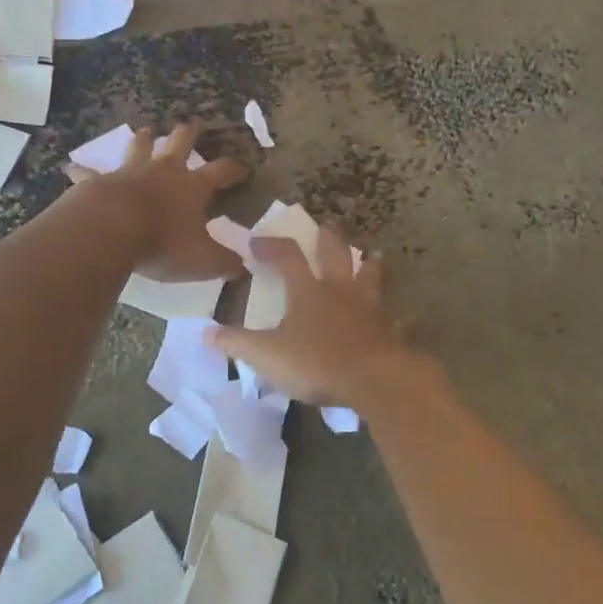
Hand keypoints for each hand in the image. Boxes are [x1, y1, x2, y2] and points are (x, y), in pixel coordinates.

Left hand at [68, 121, 247, 281]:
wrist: (112, 230)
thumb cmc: (163, 243)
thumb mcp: (203, 260)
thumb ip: (225, 263)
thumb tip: (244, 267)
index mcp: (192, 187)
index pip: (220, 171)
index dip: (233, 169)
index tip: (241, 168)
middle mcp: (163, 171)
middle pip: (180, 142)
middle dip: (189, 132)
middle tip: (193, 124)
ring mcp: (129, 172)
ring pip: (140, 146)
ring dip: (144, 138)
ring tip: (146, 130)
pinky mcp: (99, 181)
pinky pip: (90, 173)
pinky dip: (83, 171)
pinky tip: (72, 168)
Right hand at [210, 226, 427, 409]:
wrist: (375, 380)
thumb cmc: (317, 362)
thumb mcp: (267, 355)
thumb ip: (237, 343)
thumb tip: (206, 332)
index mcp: (308, 291)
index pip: (287, 256)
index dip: (270, 246)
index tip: (256, 242)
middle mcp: (340, 291)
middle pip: (335, 254)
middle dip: (328, 237)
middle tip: (327, 224)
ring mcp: (369, 308)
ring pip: (370, 276)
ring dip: (368, 264)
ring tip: (371, 255)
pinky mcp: (389, 330)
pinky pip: (391, 316)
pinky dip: (391, 313)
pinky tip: (397, 315)